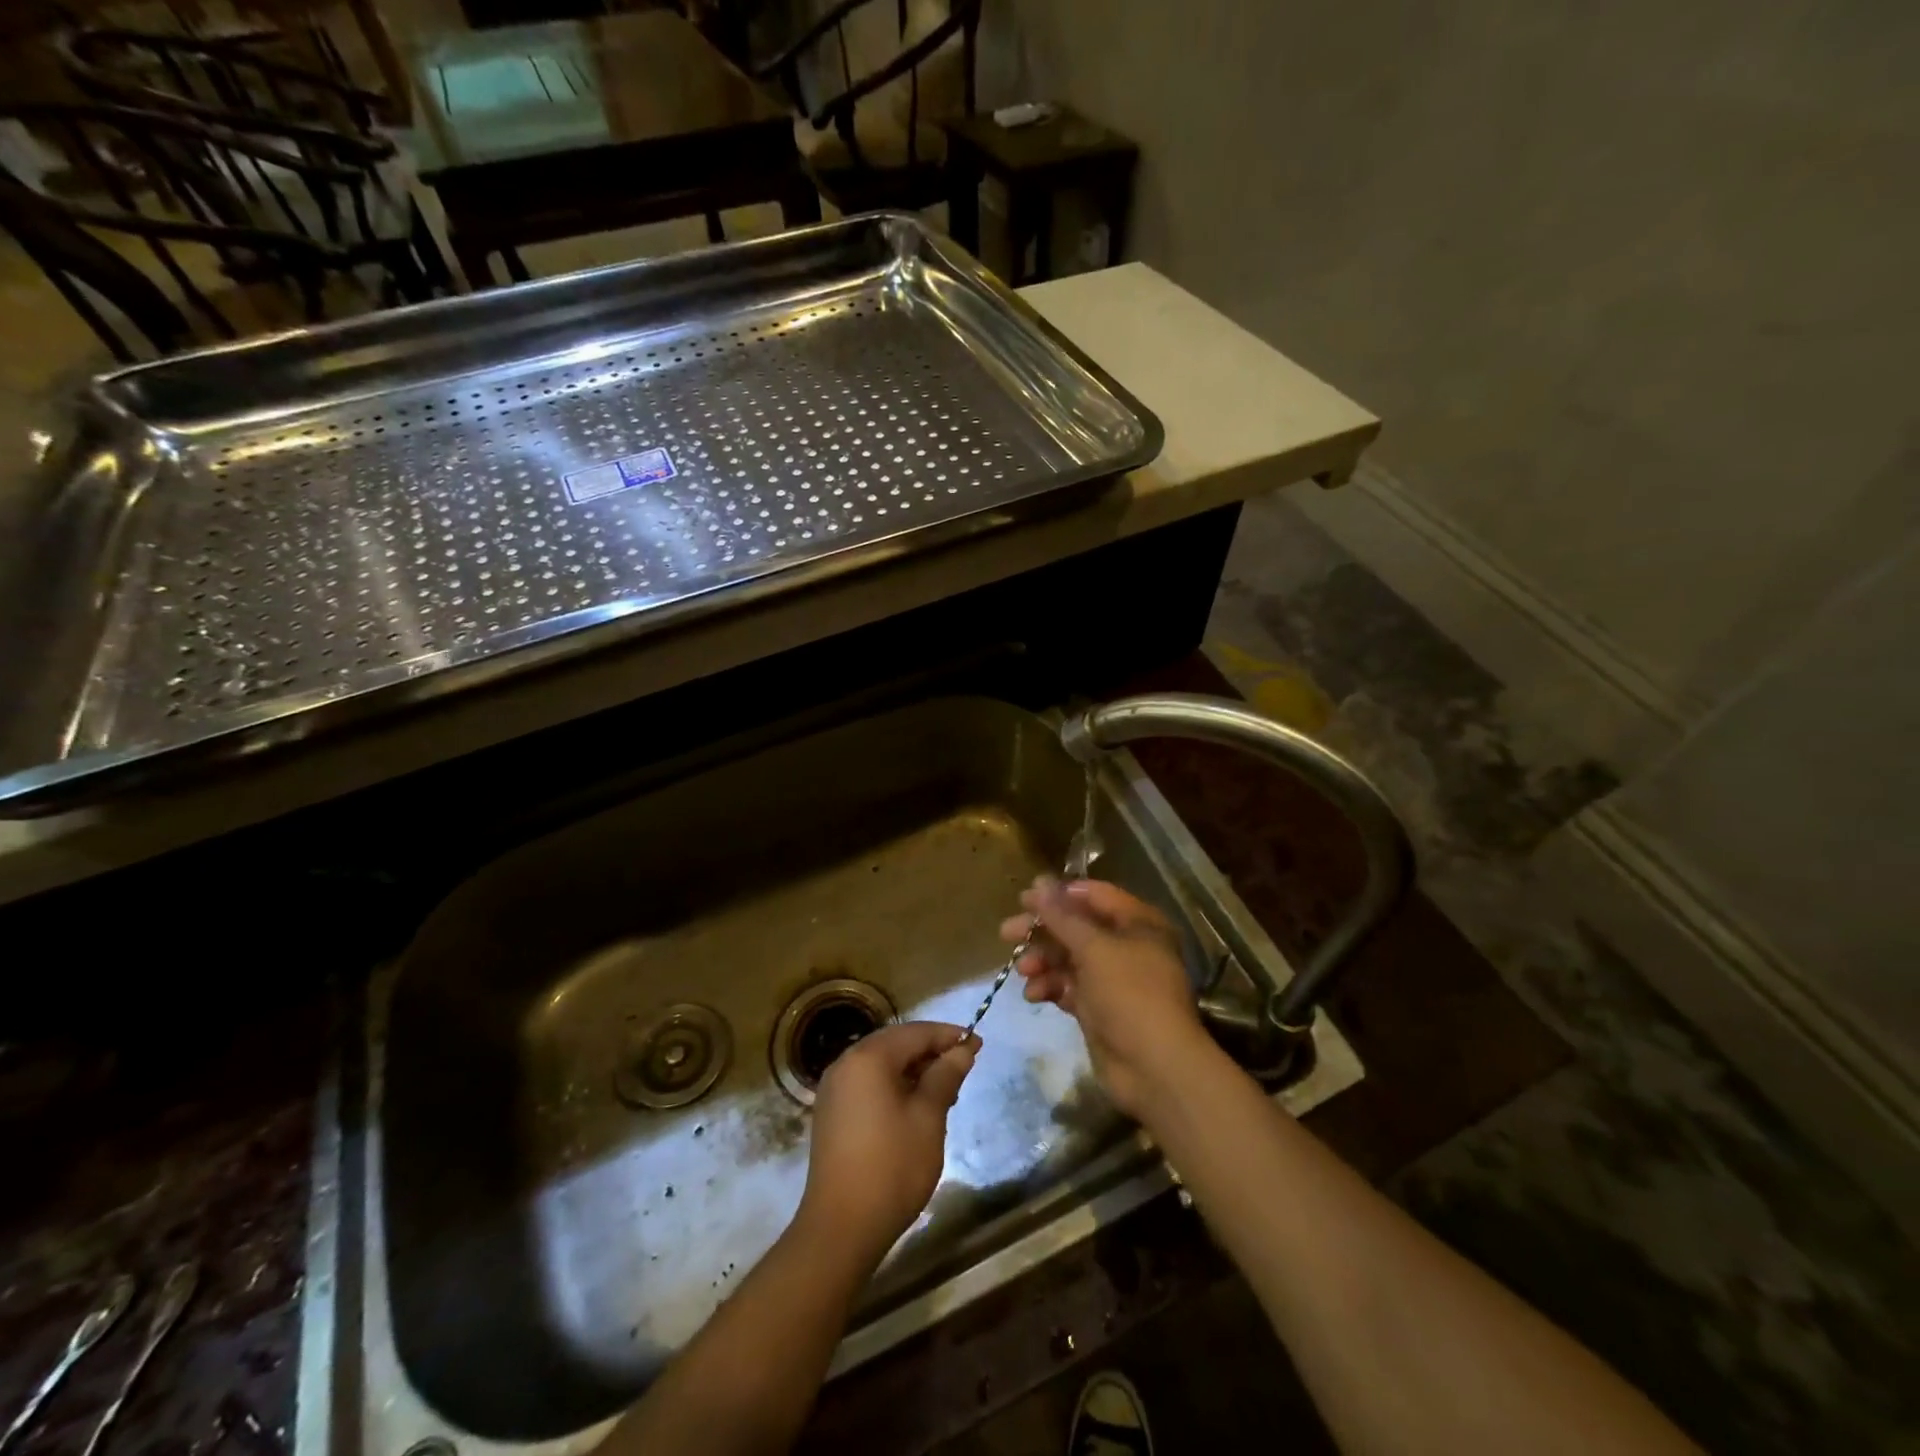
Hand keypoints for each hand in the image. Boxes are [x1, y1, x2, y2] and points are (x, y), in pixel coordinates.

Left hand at [797, 1021, 979, 1262]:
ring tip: (946, 1089)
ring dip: (914, 1070)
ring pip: (882, 1065)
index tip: (977, 1044)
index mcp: (868, 1058)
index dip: (948, 1036)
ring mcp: (834, 1089)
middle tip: (964, 1065)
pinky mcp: (832, 1113)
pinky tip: (916, 1106)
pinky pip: (869, 1084)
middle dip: (931, 1051)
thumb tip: (962, 1050)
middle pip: (896, 1044)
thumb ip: (945, 1076)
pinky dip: (894, 1085)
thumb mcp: (928, 1118)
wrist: (840, 1228)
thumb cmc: (892, 1166)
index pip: (915, 1032)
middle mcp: (846, 1064)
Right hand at [1001, 877, 1209, 1118]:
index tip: (1024, 898)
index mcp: (1138, 924)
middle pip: (1077, 928)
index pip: (1095, 896)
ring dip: (1043, 961)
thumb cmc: (1130, 994)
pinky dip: (1050, 987)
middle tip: (1007, 932)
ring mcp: (1113, 980)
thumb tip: (1039, 883)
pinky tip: (1033, 995)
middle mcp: (1127, 947)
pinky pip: (1069, 988)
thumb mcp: (1094, 948)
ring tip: (1022, 970)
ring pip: (1069, 959)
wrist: (1154, 1068)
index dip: (1060, 894)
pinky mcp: (1099, 1009)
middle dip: (1042, 931)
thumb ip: (1062, 916)